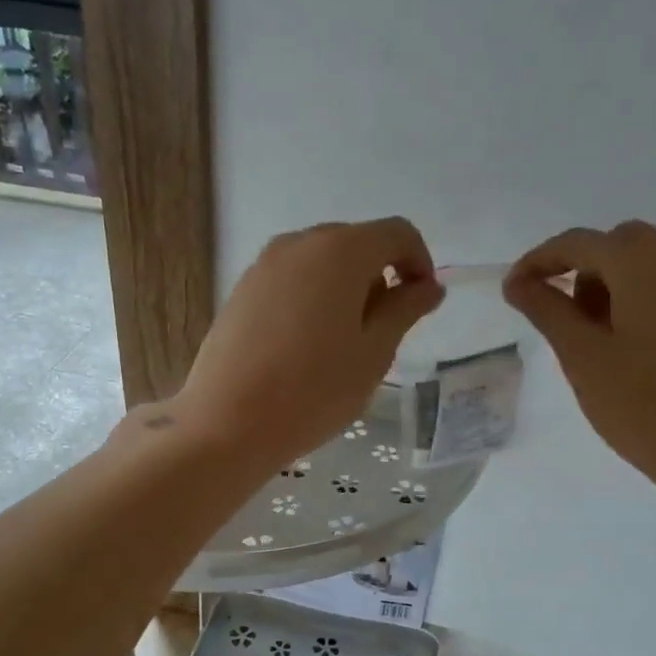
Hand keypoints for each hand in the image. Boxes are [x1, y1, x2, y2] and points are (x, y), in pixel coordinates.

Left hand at [170, 219, 443, 471]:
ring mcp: (264, 265)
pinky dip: (312, 298)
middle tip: (382, 332)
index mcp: (341, 250)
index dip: (420, 263)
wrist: (226, 422)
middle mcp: (300, 243)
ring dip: (345, 289)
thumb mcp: (374, 353)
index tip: (420, 304)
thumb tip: (428, 286)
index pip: (397, 233)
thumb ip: (405, 309)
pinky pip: (292, 280)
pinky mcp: (242, 290)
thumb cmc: (313, 390)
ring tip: (342, 343)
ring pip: (321, 262)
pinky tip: (306, 346)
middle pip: (356, 243)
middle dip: (380, 276)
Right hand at [505, 222, 655, 504]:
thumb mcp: (582, 357)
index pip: (580, 242)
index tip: (511, 290)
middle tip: (552, 308)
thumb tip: (517, 283)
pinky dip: (631, 298)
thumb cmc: (643, 405)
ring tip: (583, 334)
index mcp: (645, 267)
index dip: (538, 260)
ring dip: (605, 282)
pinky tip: (617, 343)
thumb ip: (547, 311)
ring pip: (643, 263)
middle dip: (578, 266)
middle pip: (617, 243)